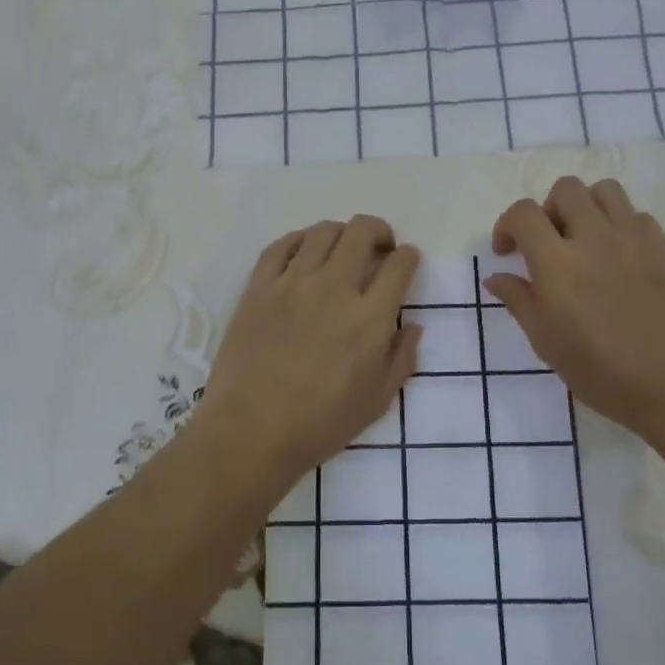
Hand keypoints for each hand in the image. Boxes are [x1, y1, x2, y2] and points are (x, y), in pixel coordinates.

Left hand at [200, 216, 420, 484]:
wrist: (250, 433)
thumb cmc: (319, 425)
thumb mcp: (377, 402)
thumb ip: (402, 359)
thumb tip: (413, 326)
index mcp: (369, 319)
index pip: (399, 265)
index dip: (409, 256)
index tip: (406, 262)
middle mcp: (333, 289)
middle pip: (361, 231)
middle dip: (379, 232)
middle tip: (378, 249)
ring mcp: (292, 284)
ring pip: (322, 231)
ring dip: (340, 234)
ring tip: (340, 252)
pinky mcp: (258, 287)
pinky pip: (280, 246)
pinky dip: (298, 241)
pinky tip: (303, 253)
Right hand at [487, 178, 664, 434]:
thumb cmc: (600, 371)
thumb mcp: (545, 342)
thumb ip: (519, 300)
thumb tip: (497, 277)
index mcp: (557, 263)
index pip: (524, 213)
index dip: (507, 225)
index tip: (507, 252)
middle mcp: (594, 238)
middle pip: (565, 189)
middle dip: (548, 209)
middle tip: (548, 243)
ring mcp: (633, 239)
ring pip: (605, 190)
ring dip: (586, 206)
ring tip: (584, 238)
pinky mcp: (663, 249)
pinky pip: (638, 215)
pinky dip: (621, 224)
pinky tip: (618, 255)